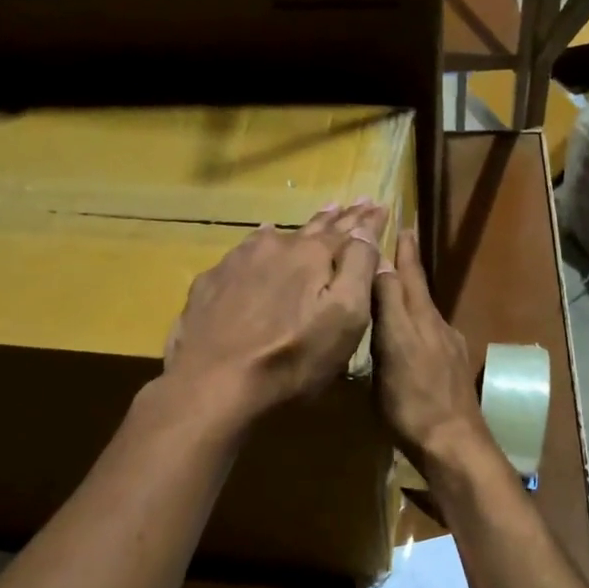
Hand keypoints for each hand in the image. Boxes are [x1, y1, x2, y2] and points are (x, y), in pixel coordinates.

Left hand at [163, 200, 386, 421]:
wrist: (214, 384)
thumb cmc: (293, 357)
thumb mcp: (345, 317)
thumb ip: (359, 268)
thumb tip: (365, 230)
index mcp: (311, 255)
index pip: (348, 230)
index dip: (366, 221)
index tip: (378, 205)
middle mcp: (274, 248)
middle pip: (311, 229)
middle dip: (336, 218)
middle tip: (350, 204)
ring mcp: (236, 263)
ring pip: (273, 237)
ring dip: (296, 231)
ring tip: (311, 221)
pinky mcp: (209, 285)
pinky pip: (241, 256)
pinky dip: (257, 248)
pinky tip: (256, 246)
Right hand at [371, 229, 494, 468]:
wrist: (454, 443)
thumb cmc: (413, 400)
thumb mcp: (393, 349)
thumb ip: (389, 307)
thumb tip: (381, 265)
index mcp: (419, 319)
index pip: (407, 275)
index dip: (401, 251)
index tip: (399, 224)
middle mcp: (436, 327)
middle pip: (419, 289)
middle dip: (409, 264)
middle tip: (404, 236)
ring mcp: (447, 349)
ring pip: (425, 310)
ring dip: (412, 291)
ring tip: (398, 283)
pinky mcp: (450, 370)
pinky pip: (430, 333)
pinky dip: (418, 321)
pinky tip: (413, 332)